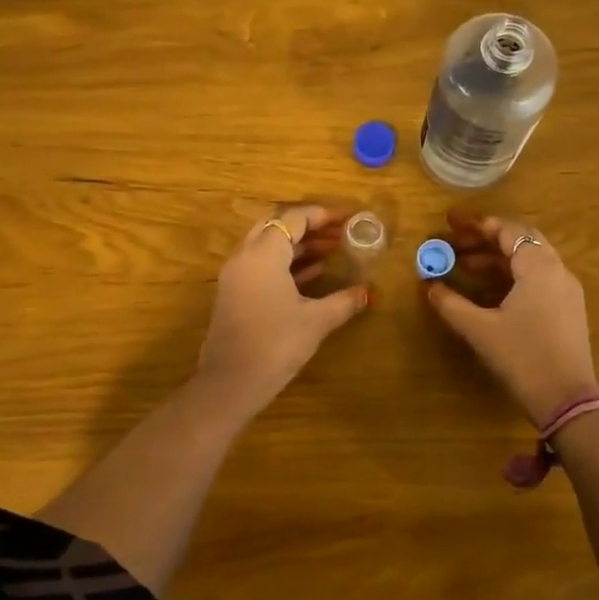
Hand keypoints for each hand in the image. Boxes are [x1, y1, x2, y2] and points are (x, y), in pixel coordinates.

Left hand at [197, 205, 368, 415]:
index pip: (293, 219)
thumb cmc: (275, 345)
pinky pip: (261, 265)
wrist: (230, 384)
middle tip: (338, 232)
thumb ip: (343, 301)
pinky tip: (312, 274)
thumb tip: (368, 292)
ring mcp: (235, 276)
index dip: (322, 215)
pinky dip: (285, 263)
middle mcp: (244, 257)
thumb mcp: (315, 321)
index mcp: (263, 254)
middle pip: (276, 226)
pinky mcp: (234, 294)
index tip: (348, 218)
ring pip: (268, 246)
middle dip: (309, 226)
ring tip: (333, 250)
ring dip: (298, 245)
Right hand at [424, 211, 598, 424]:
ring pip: (530, 260)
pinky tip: (488, 290)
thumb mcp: (480, 330)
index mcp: (539, 267)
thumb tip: (429, 286)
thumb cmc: (522, 358)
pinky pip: (537, 279)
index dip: (476, 224)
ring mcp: (566, 291)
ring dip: (497, 259)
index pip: (508, 230)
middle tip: (455, 242)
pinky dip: (511, 276)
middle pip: (520, 240)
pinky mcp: (567, 310)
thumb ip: (451, 303)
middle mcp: (558, 271)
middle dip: (486, 239)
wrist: (567, 401)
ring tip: (464, 267)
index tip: (449, 222)